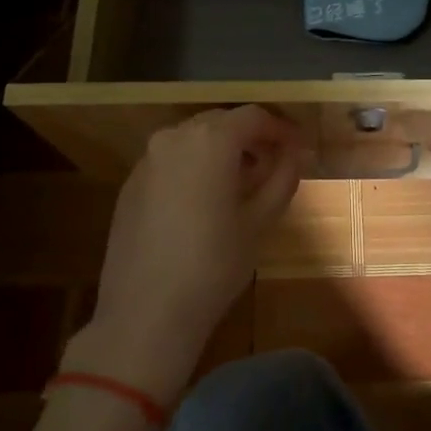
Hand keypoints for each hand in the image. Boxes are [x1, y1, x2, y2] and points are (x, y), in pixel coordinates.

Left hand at [68, 107, 306, 402]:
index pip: (254, 116)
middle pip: (222, 123)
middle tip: (275, 164)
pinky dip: (195, 167)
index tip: (299, 147)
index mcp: (210, 140)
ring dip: (222, 151)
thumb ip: (282, 177)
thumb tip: (294, 153)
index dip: (281, 129)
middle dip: (251, 138)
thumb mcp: (260, 221)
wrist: (145, 314)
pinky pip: (171, 160)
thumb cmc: (213, 265)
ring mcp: (147, 159)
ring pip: (194, 140)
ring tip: (243, 183)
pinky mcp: (131, 184)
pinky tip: (205, 201)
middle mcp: (175, 136)